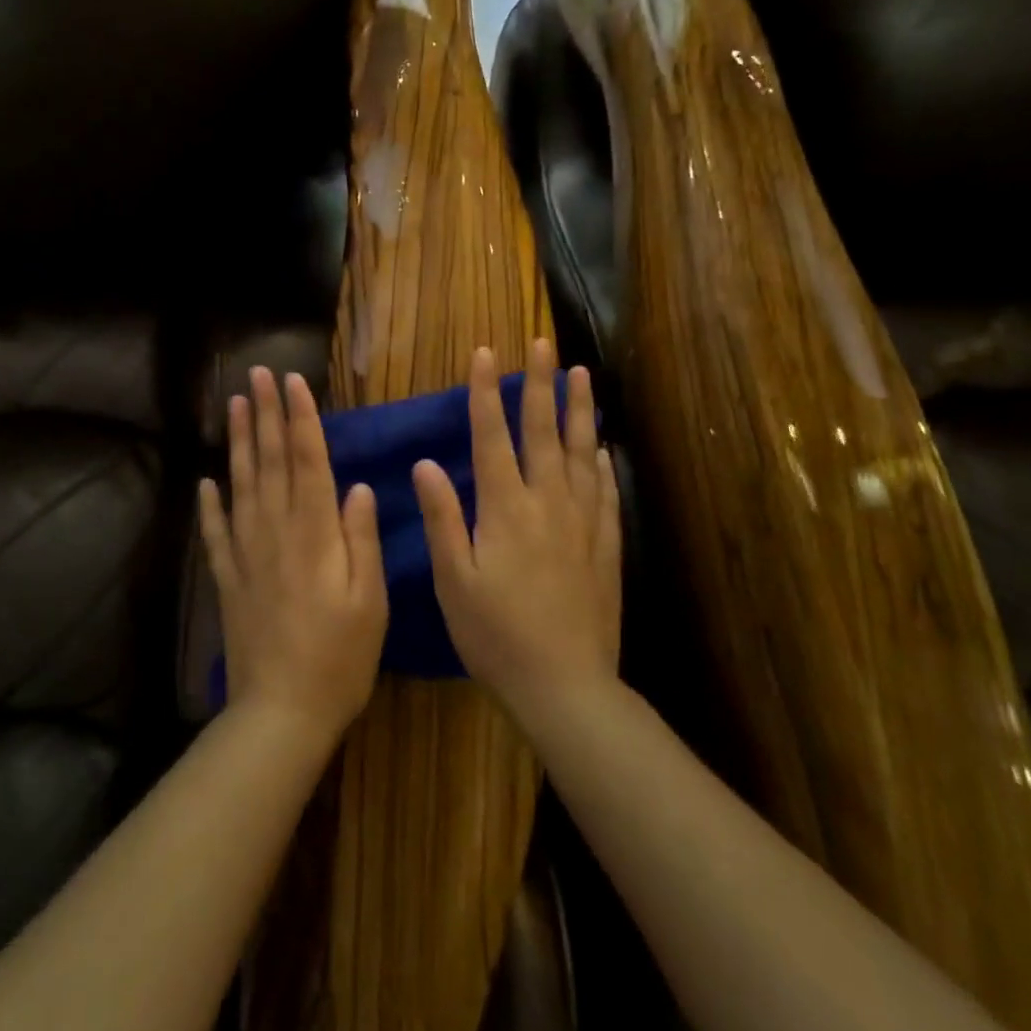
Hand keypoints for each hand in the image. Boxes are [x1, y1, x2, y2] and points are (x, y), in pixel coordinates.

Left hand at [199, 367, 388, 745]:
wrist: (283, 711)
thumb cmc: (341, 657)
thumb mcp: (371, 600)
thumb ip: (361, 538)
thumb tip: (357, 486)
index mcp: (315, 534)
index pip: (307, 461)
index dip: (300, 418)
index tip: (292, 382)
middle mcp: (276, 532)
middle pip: (269, 461)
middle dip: (265, 414)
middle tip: (257, 375)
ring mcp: (246, 554)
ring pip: (240, 485)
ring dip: (238, 442)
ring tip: (234, 405)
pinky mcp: (228, 579)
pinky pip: (215, 532)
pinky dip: (209, 504)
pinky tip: (204, 481)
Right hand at [415, 340, 621, 722]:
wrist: (565, 685)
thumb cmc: (495, 635)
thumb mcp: (453, 580)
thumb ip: (442, 518)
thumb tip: (425, 463)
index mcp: (505, 508)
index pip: (492, 436)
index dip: (486, 392)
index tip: (486, 353)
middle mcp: (547, 503)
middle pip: (542, 431)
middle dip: (539, 384)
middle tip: (544, 344)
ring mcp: (581, 523)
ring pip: (580, 452)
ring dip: (579, 410)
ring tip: (582, 375)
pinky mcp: (604, 546)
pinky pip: (604, 492)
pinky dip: (600, 463)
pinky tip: (599, 448)